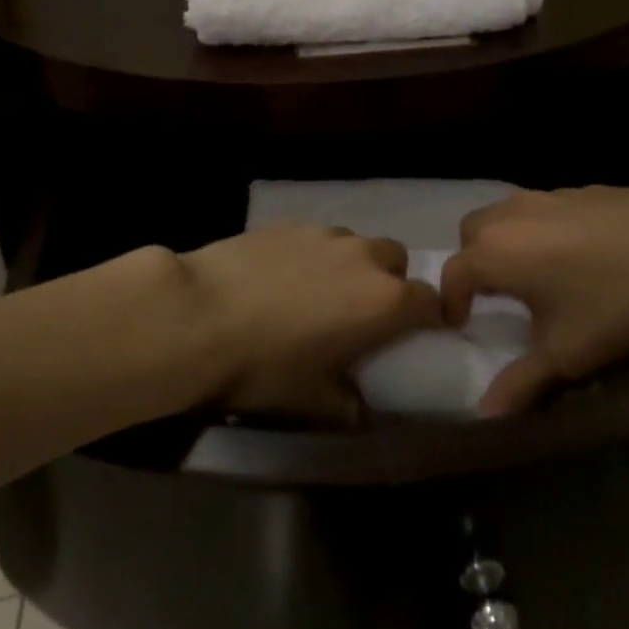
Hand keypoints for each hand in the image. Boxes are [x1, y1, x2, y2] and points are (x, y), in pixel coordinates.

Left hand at [182, 225, 442, 421]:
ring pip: (356, 245)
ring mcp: (324, 234)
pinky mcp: (289, 223)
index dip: (429, 318)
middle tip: (362, 314)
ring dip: (351, 266)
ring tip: (318, 293)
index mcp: (383, 301)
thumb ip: (347, 403)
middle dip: (389, 283)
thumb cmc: (264, 365)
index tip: (417, 335)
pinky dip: (314, 255)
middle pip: (396, 261)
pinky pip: (317, 238)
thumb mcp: (311, 400)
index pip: (429, 301)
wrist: (198, 314)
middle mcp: (363, 257)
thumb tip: (359, 406)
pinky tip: (282, 277)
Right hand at [440, 173, 628, 415]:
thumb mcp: (566, 354)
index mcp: (495, 252)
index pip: (453, 274)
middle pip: (472, 233)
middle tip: (495, 295)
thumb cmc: (613, 304)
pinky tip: (578, 255)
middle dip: (473, 262)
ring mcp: (548, 195)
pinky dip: (541, 230)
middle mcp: (511, 215)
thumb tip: (485, 414)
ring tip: (535, 275)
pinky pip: (543, 208)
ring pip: (506, 214)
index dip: (451, 302)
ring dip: (506, 242)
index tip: (461, 323)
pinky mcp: (582, 188)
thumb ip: (521, 383)